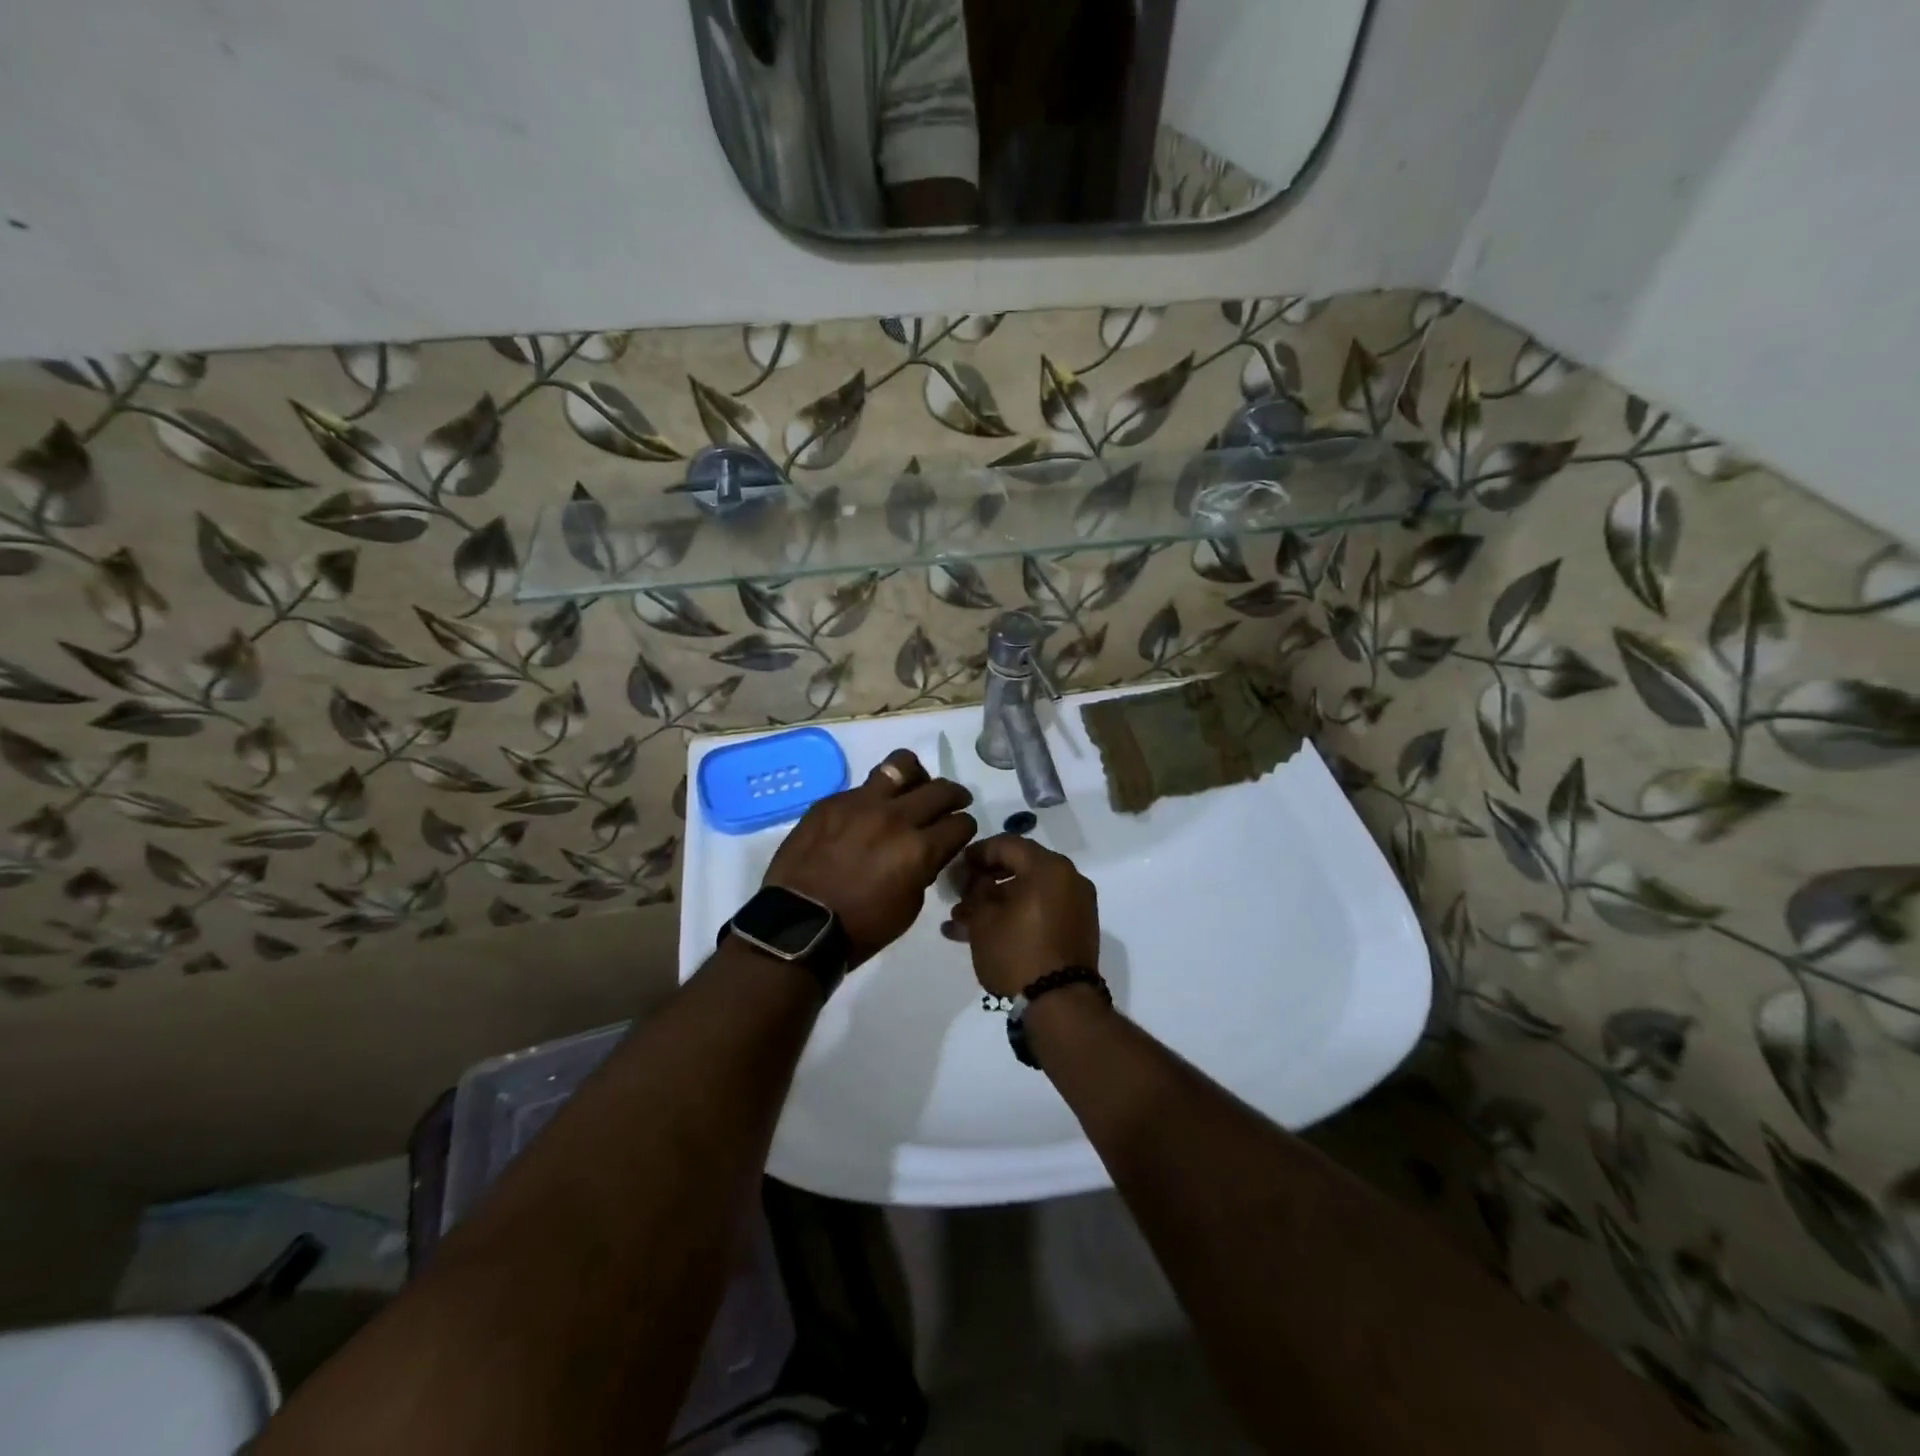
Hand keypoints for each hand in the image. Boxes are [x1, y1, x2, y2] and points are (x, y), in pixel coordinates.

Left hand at [763, 749, 975, 967]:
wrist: (798, 924)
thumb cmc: (860, 927)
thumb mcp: (909, 907)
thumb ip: (924, 869)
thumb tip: (929, 850)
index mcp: (919, 849)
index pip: (960, 823)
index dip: (965, 828)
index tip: (959, 832)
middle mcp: (895, 817)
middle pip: (940, 789)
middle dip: (954, 796)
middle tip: (953, 803)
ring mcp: (861, 803)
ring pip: (901, 765)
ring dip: (916, 776)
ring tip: (913, 787)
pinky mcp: (832, 801)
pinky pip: (863, 786)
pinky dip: (875, 796)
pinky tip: (867, 814)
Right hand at [941, 834, 1099, 998]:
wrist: (1060, 1006)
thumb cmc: (1017, 953)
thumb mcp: (984, 919)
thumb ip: (975, 891)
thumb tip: (973, 881)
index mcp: (1050, 867)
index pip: (1008, 844)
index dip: (977, 853)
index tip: (955, 867)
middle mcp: (1069, 879)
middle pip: (1020, 868)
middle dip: (984, 881)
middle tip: (958, 895)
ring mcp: (1076, 906)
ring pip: (1028, 893)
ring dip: (996, 903)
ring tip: (962, 923)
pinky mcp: (1076, 931)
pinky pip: (1041, 912)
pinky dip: (1015, 916)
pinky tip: (984, 934)